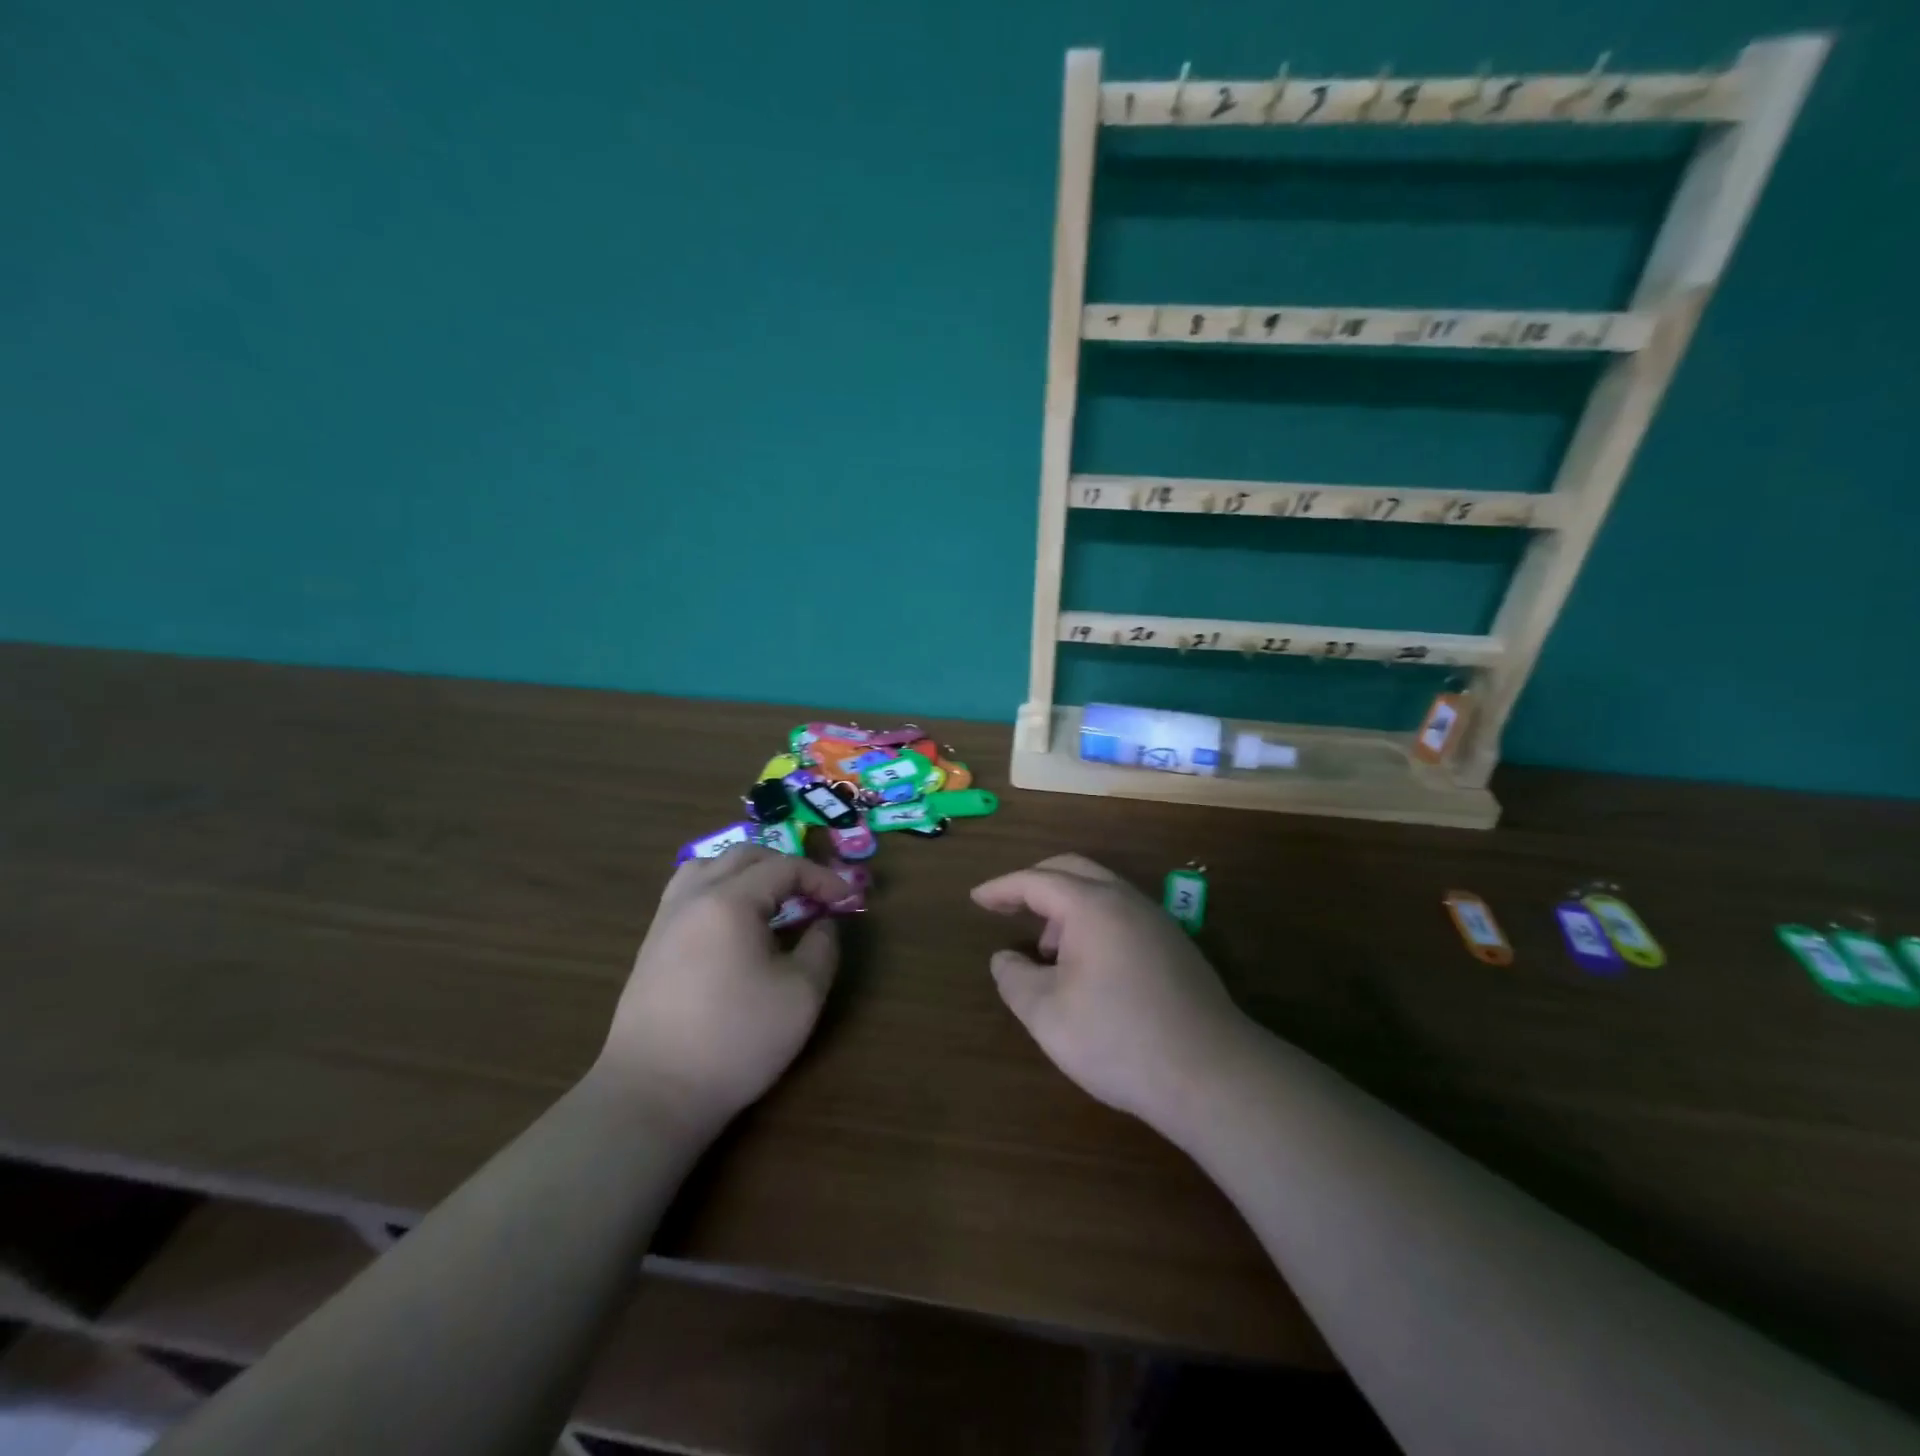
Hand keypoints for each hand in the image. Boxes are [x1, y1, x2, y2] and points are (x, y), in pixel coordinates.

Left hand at [600, 847, 850, 1135]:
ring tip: (772, 899)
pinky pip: (689, 892)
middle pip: (745, 855)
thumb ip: (822, 947)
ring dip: (748, 871)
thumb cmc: (736, 1041)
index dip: (823, 879)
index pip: (785, 867)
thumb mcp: (801, 995)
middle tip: (815, 895)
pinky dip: (719, 888)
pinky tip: (734, 922)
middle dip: (787, 867)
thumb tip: (824, 922)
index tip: (849, 900)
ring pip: (709, 866)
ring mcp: (666, 919)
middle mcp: (694, 897)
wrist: (654, 1093)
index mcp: (730, 901)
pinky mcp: (652, 944)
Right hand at [971, 854, 1254, 1130]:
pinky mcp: (1175, 946)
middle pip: (1072, 870)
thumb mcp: (1047, 1015)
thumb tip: (1004, 959)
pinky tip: (1087, 967)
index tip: (976, 899)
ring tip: (1046, 950)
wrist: (1211, 1074)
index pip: (1036, 881)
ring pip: (1101, 891)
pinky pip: (1122, 914)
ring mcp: (1157, 921)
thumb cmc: (1118, 1039)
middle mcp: (1127, 900)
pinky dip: (1092, 923)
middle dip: (1034, 884)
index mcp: (1092, 906)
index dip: (1001, 888)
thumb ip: (1015, 979)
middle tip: (1007, 907)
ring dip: (1066, 907)